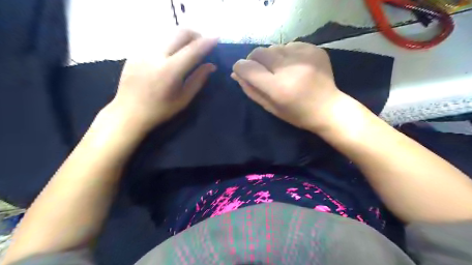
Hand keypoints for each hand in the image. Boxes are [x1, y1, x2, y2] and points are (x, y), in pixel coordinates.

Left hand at [106, 30, 216, 135]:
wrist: (129, 112)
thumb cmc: (160, 110)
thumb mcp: (183, 99)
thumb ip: (198, 80)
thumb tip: (211, 66)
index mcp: (170, 70)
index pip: (193, 49)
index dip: (207, 42)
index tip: (217, 38)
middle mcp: (156, 55)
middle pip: (180, 32)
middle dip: (195, 34)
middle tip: (202, 43)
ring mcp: (143, 51)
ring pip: (168, 33)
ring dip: (182, 37)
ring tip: (188, 48)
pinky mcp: (136, 51)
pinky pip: (157, 40)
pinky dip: (169, 43)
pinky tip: (171, 54)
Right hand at [230, 43, 351, 132]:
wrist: (328, 108)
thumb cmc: (296, 114)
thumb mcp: (270, 107)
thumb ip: (251, 90)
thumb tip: (236, 73)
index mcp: (278, 88)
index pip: (248, 68)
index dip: (240, 67)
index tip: (241, 71)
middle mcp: (290, 69)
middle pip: (259, 52)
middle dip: (253, 59)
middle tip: (260, 70)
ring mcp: (304, 56)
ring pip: (273, 47)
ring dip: (270, 57)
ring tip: (279, 70)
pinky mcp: (314, 49)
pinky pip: (289, 45)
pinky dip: (285, 54)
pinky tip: (292, 65)